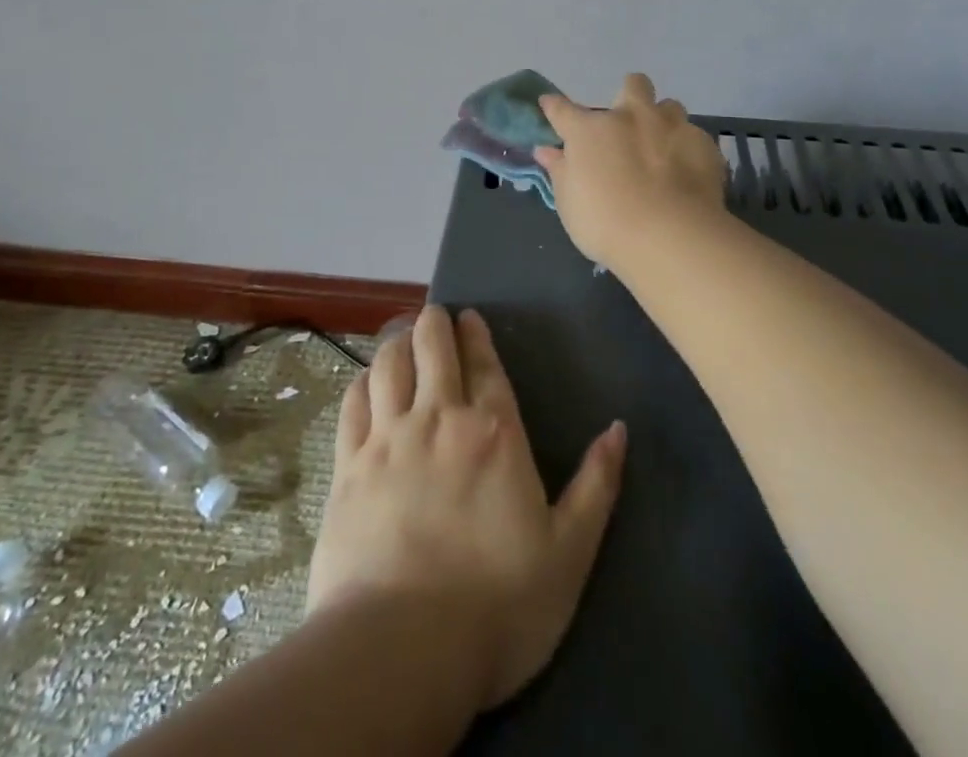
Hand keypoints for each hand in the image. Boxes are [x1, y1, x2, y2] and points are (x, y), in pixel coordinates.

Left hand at [306, 305, 626, 711]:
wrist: (403, 651)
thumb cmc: (498, 604)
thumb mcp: (569, 553)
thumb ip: (596, 485)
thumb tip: (618, 429)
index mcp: (495, 432)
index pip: (484, 364)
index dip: (476, 335)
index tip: (470, 317)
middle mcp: (440, 419)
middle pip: (431, 346)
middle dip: (434, 323)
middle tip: (436, 317)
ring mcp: (389, 438)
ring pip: (389, 363)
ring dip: (397, 342)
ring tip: (402, 339)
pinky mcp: (348, 466)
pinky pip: (353, 402)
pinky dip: (362, 382)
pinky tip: (367, 383)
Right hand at [535, 73, 730, 269]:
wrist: (670, 236)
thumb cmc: (606, 223)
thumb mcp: (569, 203)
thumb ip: (560, 171)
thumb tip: (547, 151)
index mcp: (590, 131)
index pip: (563, 110)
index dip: (554, 106)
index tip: (550, 105)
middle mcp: (631, 117)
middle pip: (633, 84)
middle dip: (630, 95)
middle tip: (628, 125)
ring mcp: (671, 126)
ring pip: (670, 106)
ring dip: (663, 121)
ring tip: (663, 149)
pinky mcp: (704, 144)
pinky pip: (694, 137)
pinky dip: (687, 151)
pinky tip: (687, 174)